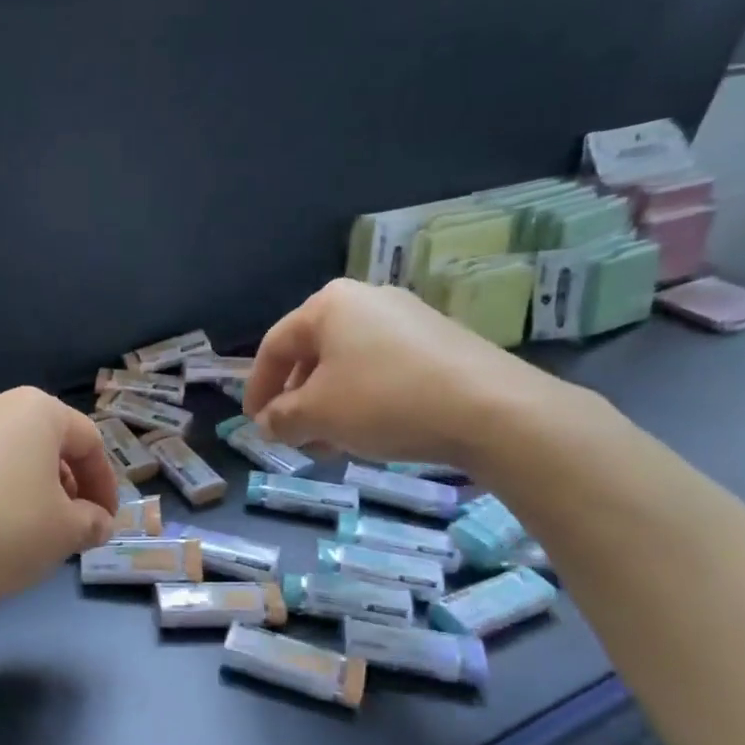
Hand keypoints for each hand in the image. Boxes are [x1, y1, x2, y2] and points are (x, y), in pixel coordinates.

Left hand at [0, 387, 119, 610]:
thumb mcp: (63, 533)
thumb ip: (92, 522)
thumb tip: (95, 521)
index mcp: (35, 410)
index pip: (89, 442)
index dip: (106, 485)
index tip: (106, 523)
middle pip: (47, 444)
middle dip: (68, 487)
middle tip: (70, 528)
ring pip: (10, 457)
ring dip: (32, 491)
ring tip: (30, 533)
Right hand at [243, 279, 563, 468]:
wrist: (492, 410)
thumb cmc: (384, 402)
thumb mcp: (317, 415)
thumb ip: (281, 418)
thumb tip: (268, 423)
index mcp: (329, 305)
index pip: (274, 346)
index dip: (257, 388)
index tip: (253, 422)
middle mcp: (366, 300)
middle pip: (312, 354)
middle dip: (296, 400)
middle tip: (292, 436)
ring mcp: (407, 318)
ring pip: (348, 365)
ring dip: (328, 406)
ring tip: (330, 444)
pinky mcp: (438, 342)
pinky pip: (382, 369)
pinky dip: (363, 400)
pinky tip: (368, 432)